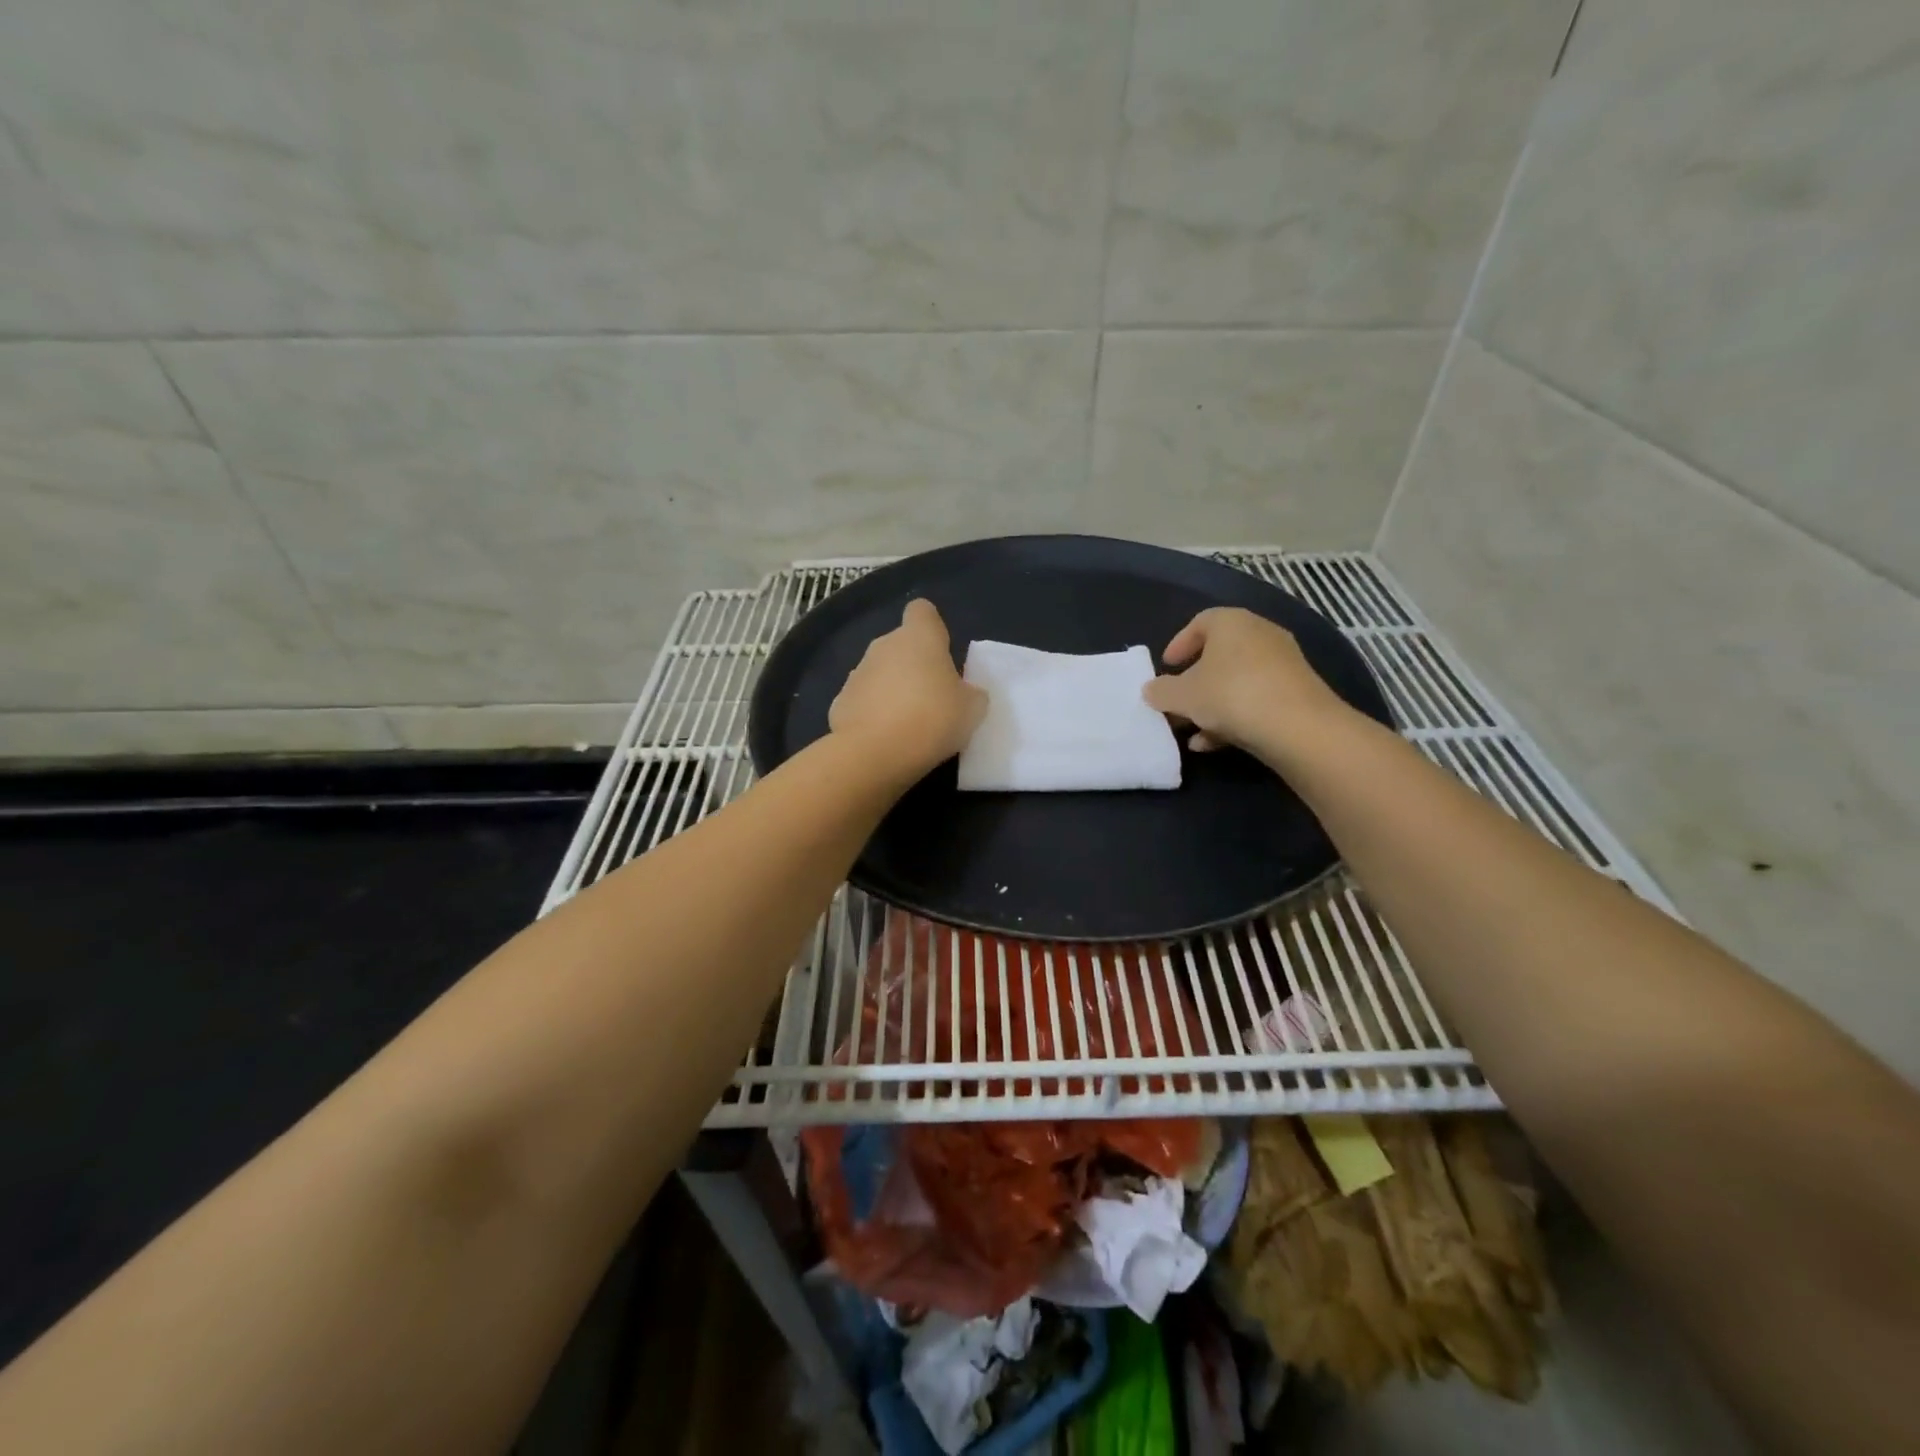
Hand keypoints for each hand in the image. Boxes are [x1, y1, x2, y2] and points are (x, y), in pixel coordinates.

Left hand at [829, 600, 986, 780]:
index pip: (922, 611)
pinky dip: (872, 714)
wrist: (874, 753)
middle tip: (933, 698)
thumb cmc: (932, 719)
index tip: (942, 651)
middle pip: (900, 645)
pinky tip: (884, 738)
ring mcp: (857, 673)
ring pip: (880, 673)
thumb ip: (970, 693)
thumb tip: (964, 693)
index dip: (932, 627)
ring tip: (908, 724)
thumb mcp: (972, 709)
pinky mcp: (840, 702)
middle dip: (913, 665)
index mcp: (919, 638)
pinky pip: (863, 701)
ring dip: (892, 690)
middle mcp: (883, 646)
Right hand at [1143, 608, 1353, 763]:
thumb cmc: (1230, 695)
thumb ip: (1161, 691)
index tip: (1166, 667)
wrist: (1298, 727)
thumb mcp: (1182, 696)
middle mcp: (1260, 634)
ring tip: (1191, 729)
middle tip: (1177, 701)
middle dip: (1194, 681)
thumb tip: (1152, 690)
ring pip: (1236, 681)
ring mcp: (1283, 663)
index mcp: (1231, 622)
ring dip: (1211, 704)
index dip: (1179, 644)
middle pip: (1219, 654)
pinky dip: (1234, 717)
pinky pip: (1256, 699)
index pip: (1200, 622)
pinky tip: (1214, 744)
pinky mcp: (1297, 692)